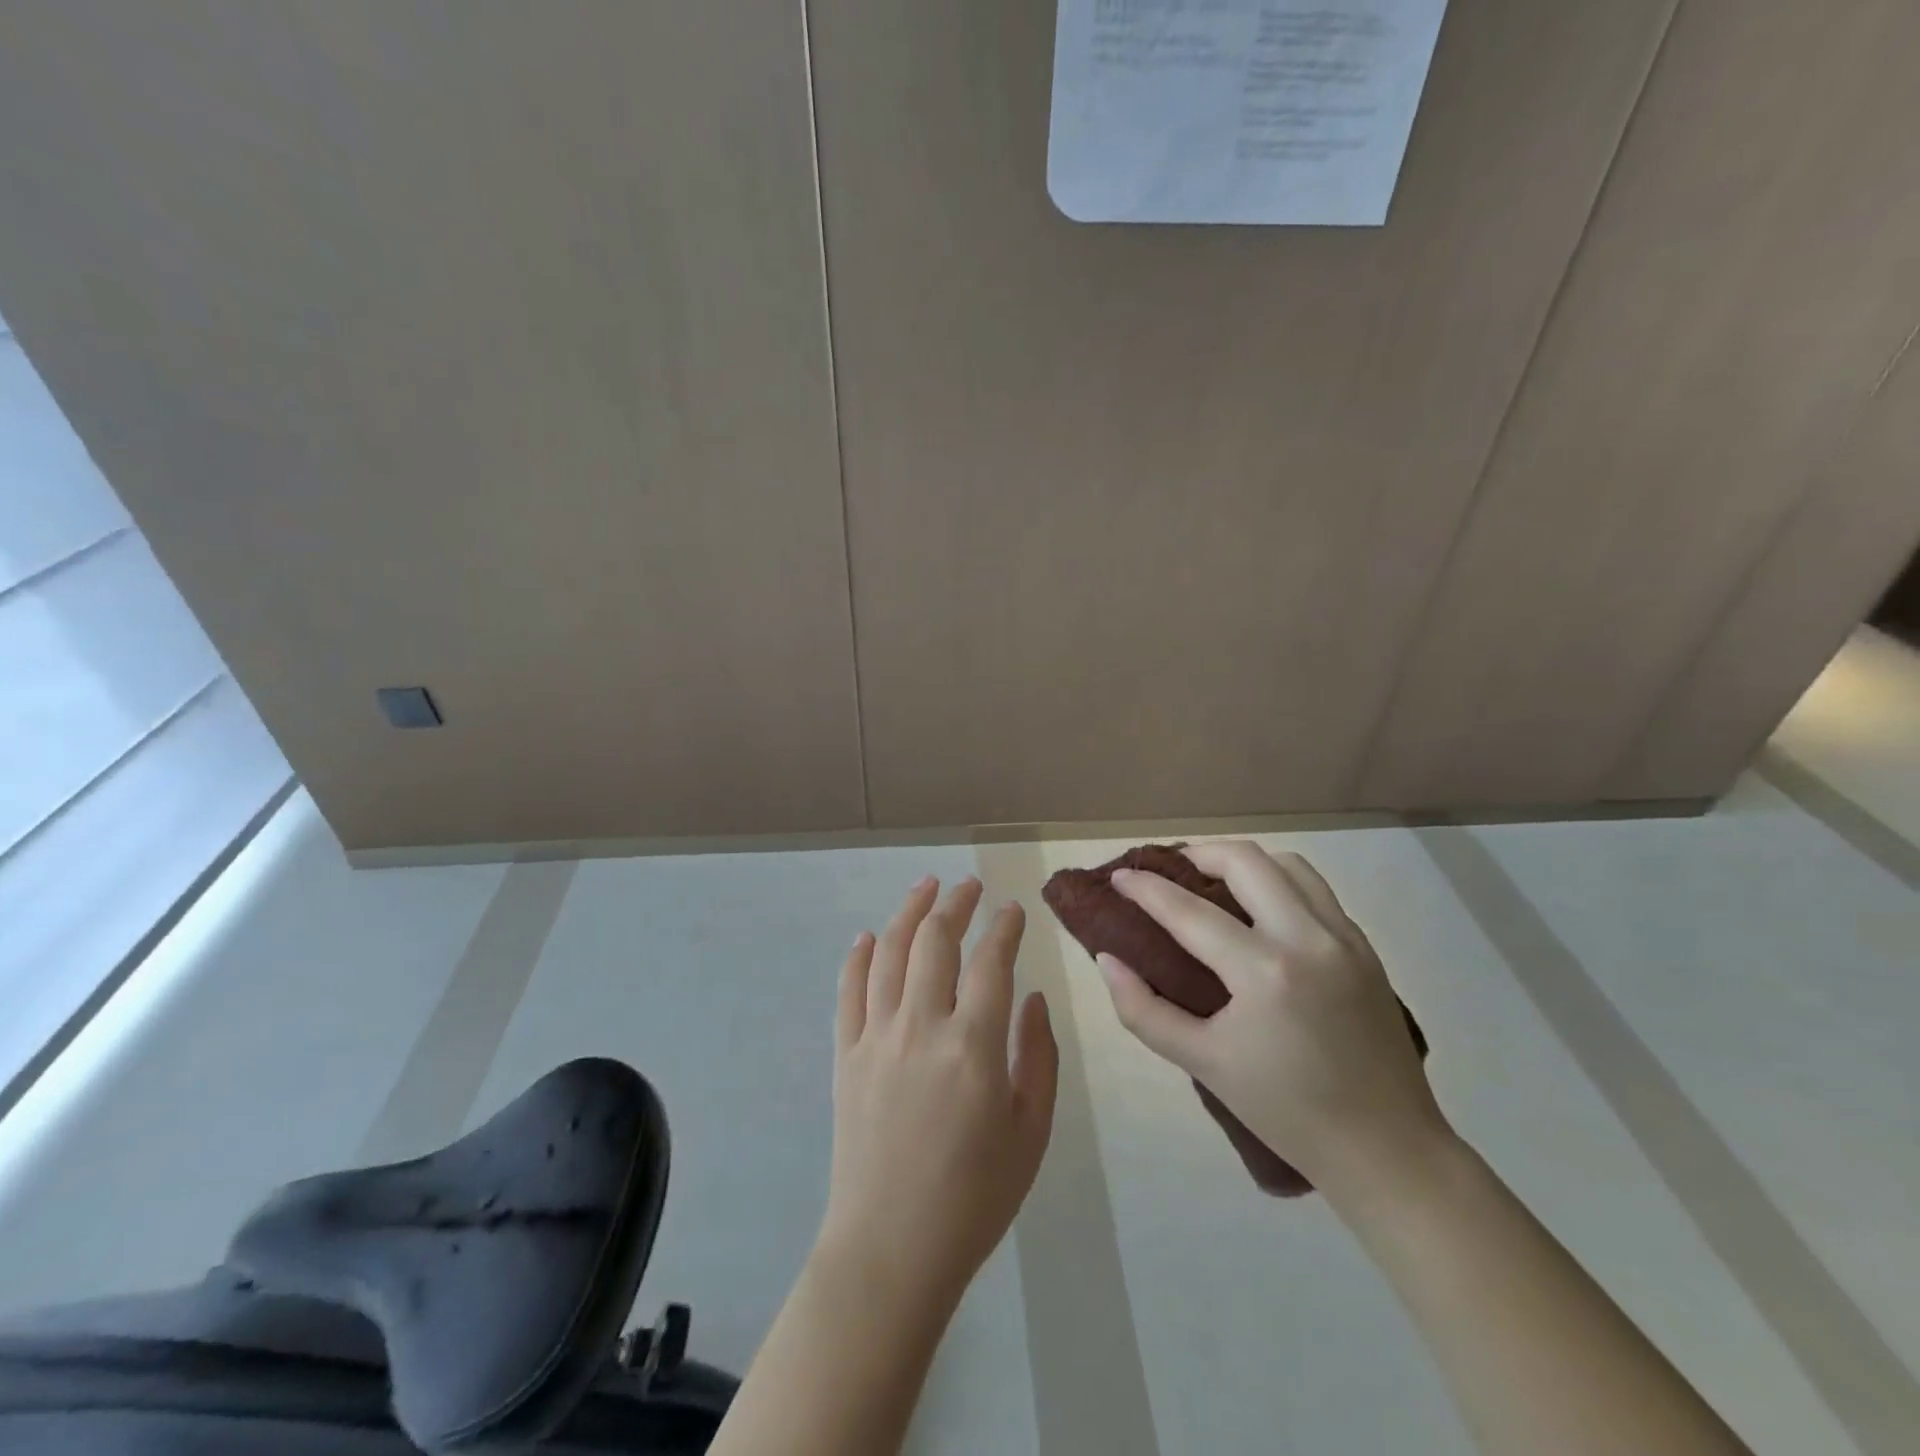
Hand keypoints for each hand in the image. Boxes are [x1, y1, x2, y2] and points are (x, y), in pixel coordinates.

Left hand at [818, 877, 1058, 1312]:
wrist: (891, 1249)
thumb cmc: (975, 1197)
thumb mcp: (1031, 1131)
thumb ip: (1038, 1056)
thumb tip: (1031, 997)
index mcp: (974, 1046)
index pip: (991, 962)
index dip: (1004, 927)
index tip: (1013, 909)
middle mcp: (922, 1027)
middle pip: (936, 942)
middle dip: (956, 903)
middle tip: (970, 885)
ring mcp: (876, 1037)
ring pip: (890, 952)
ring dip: (909, 911)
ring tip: (925, 886)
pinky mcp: (846, 1055)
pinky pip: (849, 990)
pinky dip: (859, 956)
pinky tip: (869, 936)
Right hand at [1098, 841, 1447, 1200]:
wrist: (1387, 1149)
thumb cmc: (1286, 1112)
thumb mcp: (1202, 1064)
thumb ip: (1143, 1009)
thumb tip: (1107, 960)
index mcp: (1264, 972)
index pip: (1189, 911)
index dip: (1146, 889)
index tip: (1119, 877)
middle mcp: (1308, 939)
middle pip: (1245, 861)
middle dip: (1198, 854)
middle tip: (1170, 872)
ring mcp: (1344, 938)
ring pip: (1287, 864)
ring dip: (1243, 863)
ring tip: (1214, 882)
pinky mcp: (1365, 948)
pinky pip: (1316, 890)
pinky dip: (1279, 883)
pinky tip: (1261, 911)